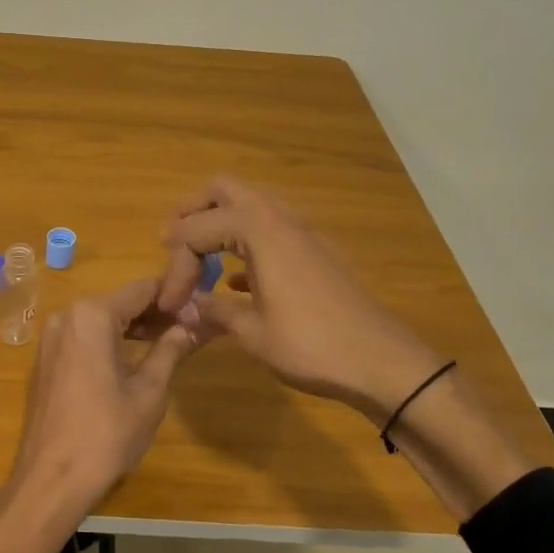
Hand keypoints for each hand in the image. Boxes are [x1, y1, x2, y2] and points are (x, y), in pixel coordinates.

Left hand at [10, 277, 203, 512]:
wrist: (51, 478)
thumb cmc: (106, 433)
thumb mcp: (149, 391)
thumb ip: (171, 350)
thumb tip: (192, 326)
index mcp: (92, 314)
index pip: (142, 289)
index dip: (175, 296)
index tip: (202, 306)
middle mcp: (67, 315)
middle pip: (121, 302)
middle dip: (156, 312)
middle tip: (193, 325)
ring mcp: (52, 337)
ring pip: (102, 319)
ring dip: (134, 327)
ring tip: (171, 340)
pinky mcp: (46, 359)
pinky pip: (85, 337)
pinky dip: (110, 341)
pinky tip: (135, 356)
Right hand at [154, 176, 442, 421]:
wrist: (383, 362)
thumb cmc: (313, 346)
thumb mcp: (252, 333)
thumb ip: (215, 311)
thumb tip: (190, 308)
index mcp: (259, 230)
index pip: (197, 231)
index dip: (175, 265)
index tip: (170, 303)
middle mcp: (280, 218)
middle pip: (223, 190)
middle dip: (191, 211)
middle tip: (171, 243)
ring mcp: (303, 232)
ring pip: (250, 204)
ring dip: (219, 222)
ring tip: (199, 257)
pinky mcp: (316, 251)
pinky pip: (270, 229)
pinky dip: (245, 241)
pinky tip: (234, 281)